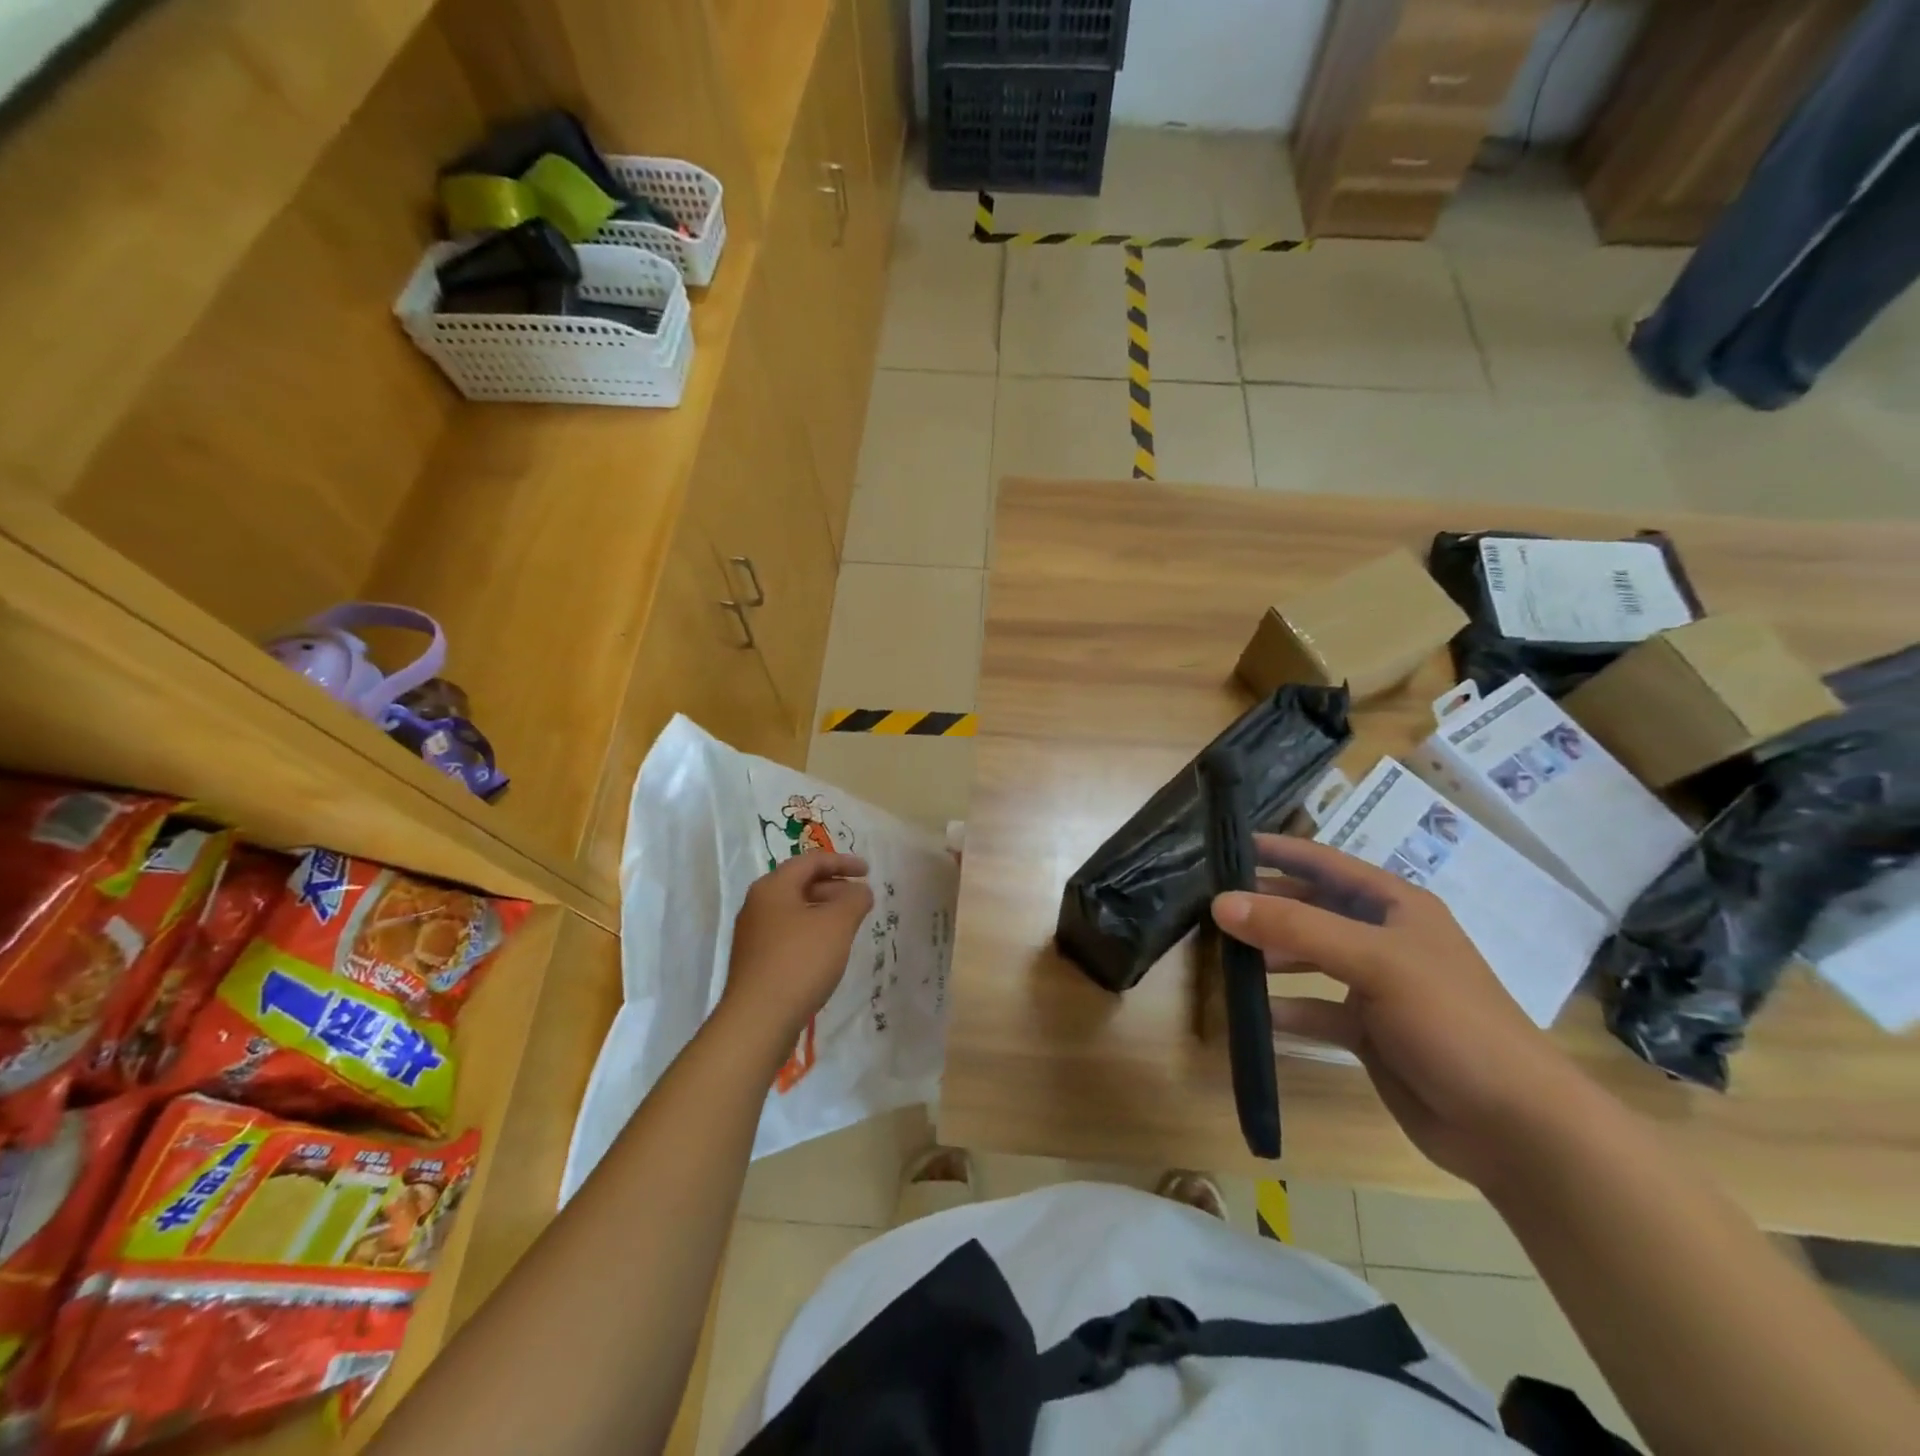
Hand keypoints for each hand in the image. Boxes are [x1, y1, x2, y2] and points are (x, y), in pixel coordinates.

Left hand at [720, 852, 872, 1051]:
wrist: (757, 1020)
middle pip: (801, 883)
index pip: (811, 861)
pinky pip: (789, 933)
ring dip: (824, 911)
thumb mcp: (837, 924)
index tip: (868, 872)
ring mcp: (754, 934)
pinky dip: (812, 932)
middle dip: (835, 887)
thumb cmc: (800, 961)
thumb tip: (860, 891)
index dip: (843, 862)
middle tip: (861, 899)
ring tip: (850, 925)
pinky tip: (828, 951)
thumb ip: (854, 899)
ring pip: (795, 910)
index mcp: (773, 887)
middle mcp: (758, 905)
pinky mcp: (756, 961)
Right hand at [1212, 836, 1585, 1190]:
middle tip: (1212, 907)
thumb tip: (1220, 902)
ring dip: (1272, 957)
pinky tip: (1256, 1016)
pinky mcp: (1370, 1032)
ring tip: (1226, 958)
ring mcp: (1377, 987)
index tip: (1228, 847)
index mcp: (1396, 907)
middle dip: (1267, 907)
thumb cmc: (1450, 1020)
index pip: (1326, 864)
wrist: (1513, 1125)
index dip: (1280, 852)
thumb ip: (1295, 928)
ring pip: (1310, 959)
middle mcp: (1383, 939)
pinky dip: (1288, 1010)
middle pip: (1313, 910)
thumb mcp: (1373, 962)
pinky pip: (1317, 1009)